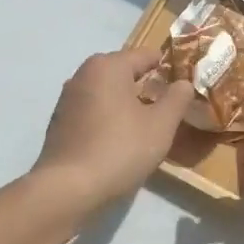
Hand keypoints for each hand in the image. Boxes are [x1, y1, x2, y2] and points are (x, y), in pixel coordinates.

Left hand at [33, 49, 194, 212]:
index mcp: (108, 66)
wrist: (68, 189)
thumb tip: (183, 83)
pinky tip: (118, 140)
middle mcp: (83, 74)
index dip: (168, 67)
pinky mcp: (59, 122)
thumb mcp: (161, 125)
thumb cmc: (120, 149)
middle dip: (146, 85)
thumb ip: (177, 99)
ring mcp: (67, 98)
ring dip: (126, 103)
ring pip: (106, 92)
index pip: (145, 55)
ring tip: (145, 125)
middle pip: (123, 71)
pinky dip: (107, 117)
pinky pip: (92, 110)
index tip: (184, 83)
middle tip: (168, 107)